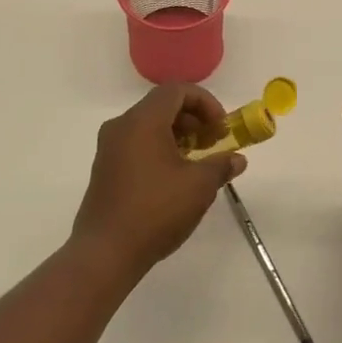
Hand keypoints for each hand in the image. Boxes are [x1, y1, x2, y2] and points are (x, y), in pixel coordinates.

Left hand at [72, 84, 244, 279]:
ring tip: (197, 162)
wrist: (105, 252)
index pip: (177, 91)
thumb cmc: (156, 210)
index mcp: (142, 120)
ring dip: (178, 135)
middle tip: (213, 143)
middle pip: (162, 105)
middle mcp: (122, 126)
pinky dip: (159, 148)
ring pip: (149, 126)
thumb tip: (237, 159)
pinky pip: (136, 144)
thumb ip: (221, 165)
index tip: (221, 128)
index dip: (205, 103)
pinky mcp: (104, 168)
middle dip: (193, 119)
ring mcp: (109, 148)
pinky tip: (174, 178)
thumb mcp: (199, 186)